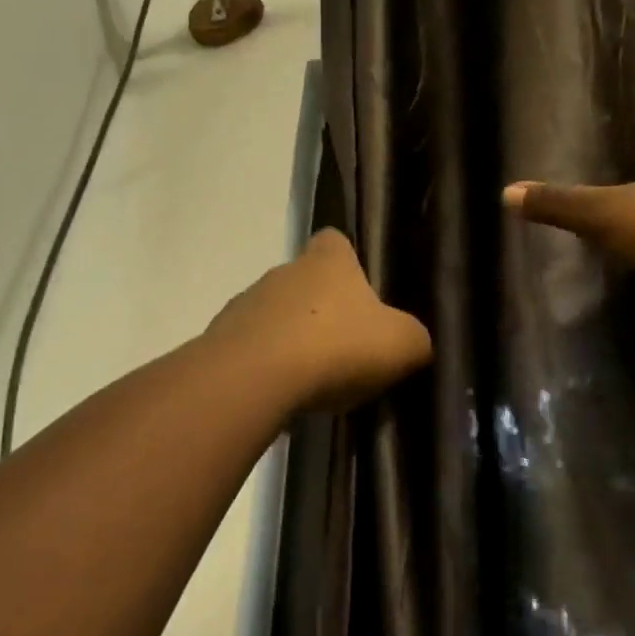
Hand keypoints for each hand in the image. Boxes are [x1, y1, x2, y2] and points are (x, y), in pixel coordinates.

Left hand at [205, 229, 432, 413]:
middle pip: (304, 282)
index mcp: (326, 263)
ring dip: (290, 339)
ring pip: (274, 315)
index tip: (357, 287)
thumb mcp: (401, 345)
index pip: (333, 241)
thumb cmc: (335, 348)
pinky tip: (280, 394)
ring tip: (311, 380)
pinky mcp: (221, 339)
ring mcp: (246, 304)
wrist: (254, 378)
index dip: (346, 259)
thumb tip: (412, 342)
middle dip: (321, 310)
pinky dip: (265, 366)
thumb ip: (413, 338)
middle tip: (343, 349)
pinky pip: (251, 348)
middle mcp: (282, 272)